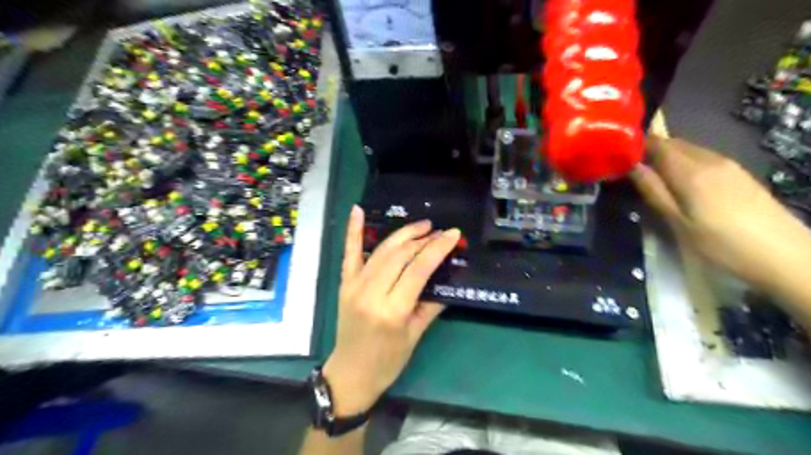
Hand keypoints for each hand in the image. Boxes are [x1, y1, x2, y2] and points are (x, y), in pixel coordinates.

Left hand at [324, 208, 462, 417]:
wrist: (350, 373)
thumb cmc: (388, 361)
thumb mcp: (415, 335)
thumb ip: (431, 304)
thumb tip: (446, 278)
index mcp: (392, 310)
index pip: (419, 269)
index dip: (438, 248)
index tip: (453, 234)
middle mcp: (371, 293)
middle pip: (401, 255)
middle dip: (423, 239)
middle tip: (439, 232)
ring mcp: (354, 285)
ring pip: (382, 250)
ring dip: (403, 234)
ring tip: (421, 226)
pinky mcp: (344, 283)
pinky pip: (349, 253)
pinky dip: (353, 230)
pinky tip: (357, 210)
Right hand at [630, 135, 810, 294]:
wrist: (783, 254)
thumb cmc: (720, 243)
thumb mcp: (678, 222)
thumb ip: (654, 191)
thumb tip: (632, 167)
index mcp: (691, 171)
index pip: (658, 144)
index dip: (637, 145)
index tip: (620, 156)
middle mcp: (710, 160)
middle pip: (675, 144)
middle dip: (651, 151)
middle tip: (632, 169)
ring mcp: (728, 165)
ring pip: (690, 150)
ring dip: (669, 157)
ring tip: (654, 177)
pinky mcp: (739, 173)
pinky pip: (704, 158)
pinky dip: (686, 163)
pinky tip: (683, 183)